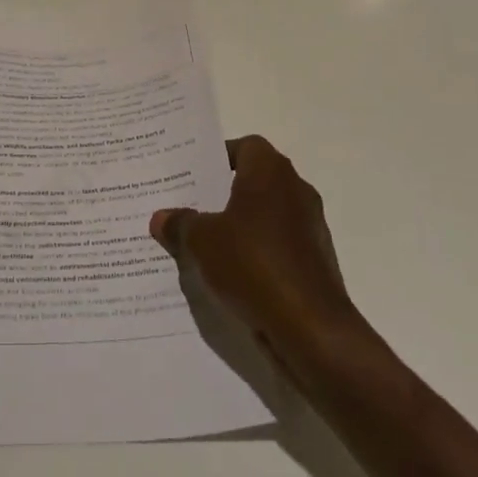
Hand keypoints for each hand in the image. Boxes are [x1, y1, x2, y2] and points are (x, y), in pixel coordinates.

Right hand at [150, 135, 361, 375]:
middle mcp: (295, 190)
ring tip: (204, 242)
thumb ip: (181, 224)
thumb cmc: (254, 265)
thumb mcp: (202, 242)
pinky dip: (257, 252)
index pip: (245, 146)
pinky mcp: (315, 261)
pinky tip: (231, 273)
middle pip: (254, 180)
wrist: (312, 330)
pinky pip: (278, 245)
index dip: (219, 157)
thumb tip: (161, 218)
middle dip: (223, 192)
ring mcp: (310, 226)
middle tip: (190, 205)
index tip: (193, 174)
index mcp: (270, 172)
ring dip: (240, 224)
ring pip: (266, 214)